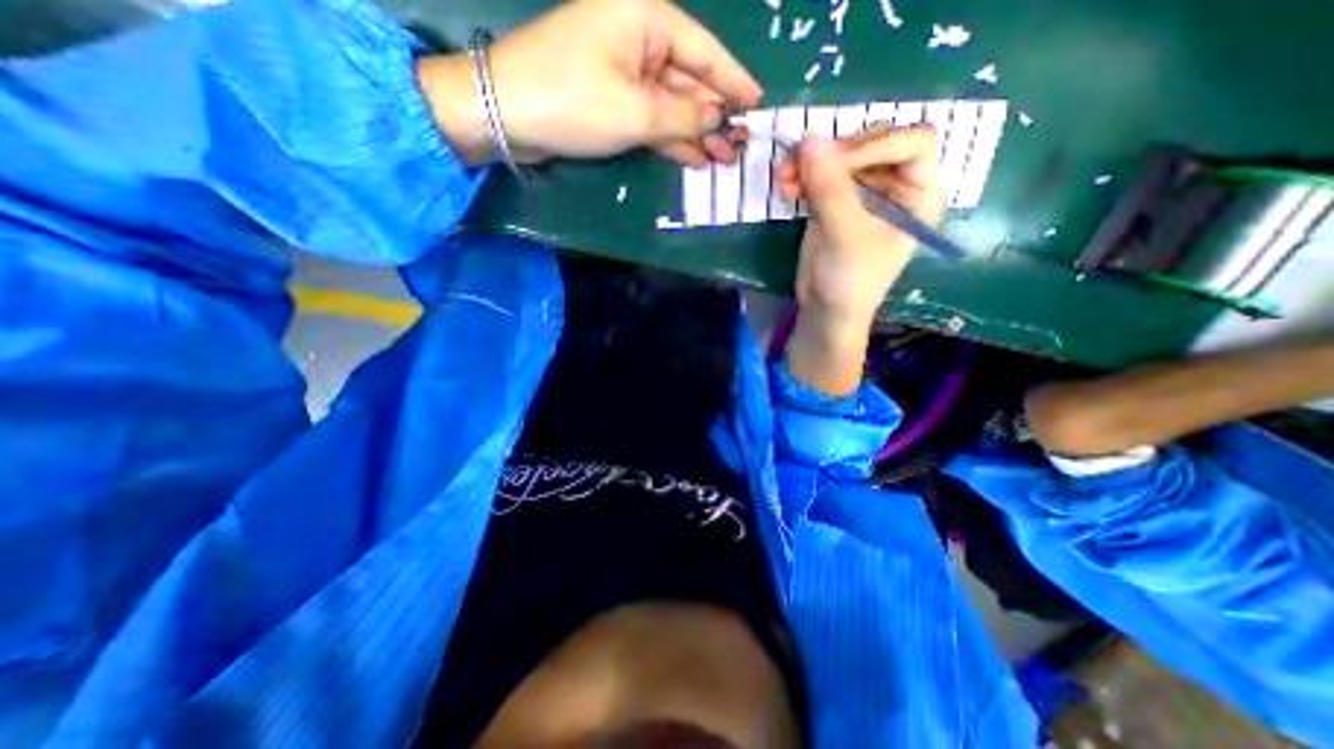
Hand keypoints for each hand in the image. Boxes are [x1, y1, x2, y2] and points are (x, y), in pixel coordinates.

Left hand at [421, 1, 765, 166]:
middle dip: (716, 115)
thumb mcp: (637, 111)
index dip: (734, 81)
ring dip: (697, 132)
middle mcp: (637, 39)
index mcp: (646, 19)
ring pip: (672, 103)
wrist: (505, 114)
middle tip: (741, 146)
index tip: (759, 104)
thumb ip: (684, 114)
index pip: (705, 51)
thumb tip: (718, 117)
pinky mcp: (611, 101)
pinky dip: (672, 138)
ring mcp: (623, 73)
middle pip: (689, 80)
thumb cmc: (573, 101)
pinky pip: (651, 118)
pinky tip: (694, 157)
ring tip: (724, 159)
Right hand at [773, 125, 948, 396]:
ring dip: (809, 164)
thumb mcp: (847, 236)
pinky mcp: (834, 203)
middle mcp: (895, 187)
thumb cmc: (852, 281)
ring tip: (783, 176)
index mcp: (919, 193)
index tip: (837, 162)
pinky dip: (801, 177)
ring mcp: (862, 194)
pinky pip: (819, 177)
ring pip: (840, 158)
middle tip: (800, 165)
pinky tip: (784, 186)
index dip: (876, 144)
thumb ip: (830, 188)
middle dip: (834, 154)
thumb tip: (809, 138)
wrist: (825, 311)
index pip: (912, 143)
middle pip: (871, 145)